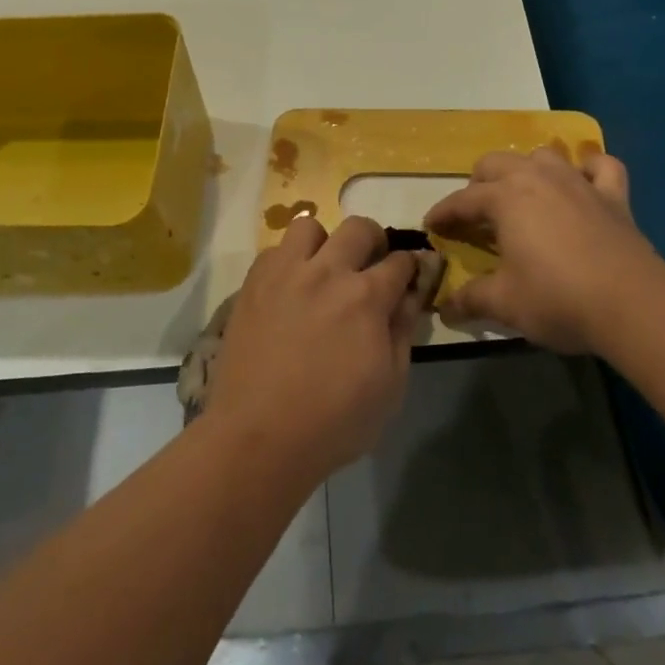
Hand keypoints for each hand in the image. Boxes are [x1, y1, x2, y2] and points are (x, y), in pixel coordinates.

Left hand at [204, 216, 426, 483]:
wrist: (259, 438)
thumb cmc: (335, 422)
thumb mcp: (390, 386)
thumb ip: (403, 331)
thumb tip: (411, 295)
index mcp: (366, 296)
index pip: (401, 260)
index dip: (412, 267)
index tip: (410, 277)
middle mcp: (327, 272)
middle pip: (359, 227)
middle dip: (374, 241)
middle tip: (369, 268)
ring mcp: (285, 274)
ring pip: (309, 226)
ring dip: (324, 243)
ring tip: (322, 271)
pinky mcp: (252, 284)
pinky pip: (274, 251)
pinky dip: (287, 262)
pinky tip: (289, 290)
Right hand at [425, 147, 664, 354]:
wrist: (631, 302)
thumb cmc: (558, 298)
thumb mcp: (505, 303)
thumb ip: (470, 300)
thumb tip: (443, 308)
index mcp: (505, 198)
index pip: (462, 200)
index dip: (443, 214)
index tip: (432, 227)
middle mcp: (538, 178)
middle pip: (496, 163)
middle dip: (479, 184)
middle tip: (476, 214)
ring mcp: (578, 181)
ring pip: (543, 155)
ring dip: (527, 169)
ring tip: (523, 194)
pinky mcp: (613, 195)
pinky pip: (600, 166)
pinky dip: (588, 168)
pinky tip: (583, 181)